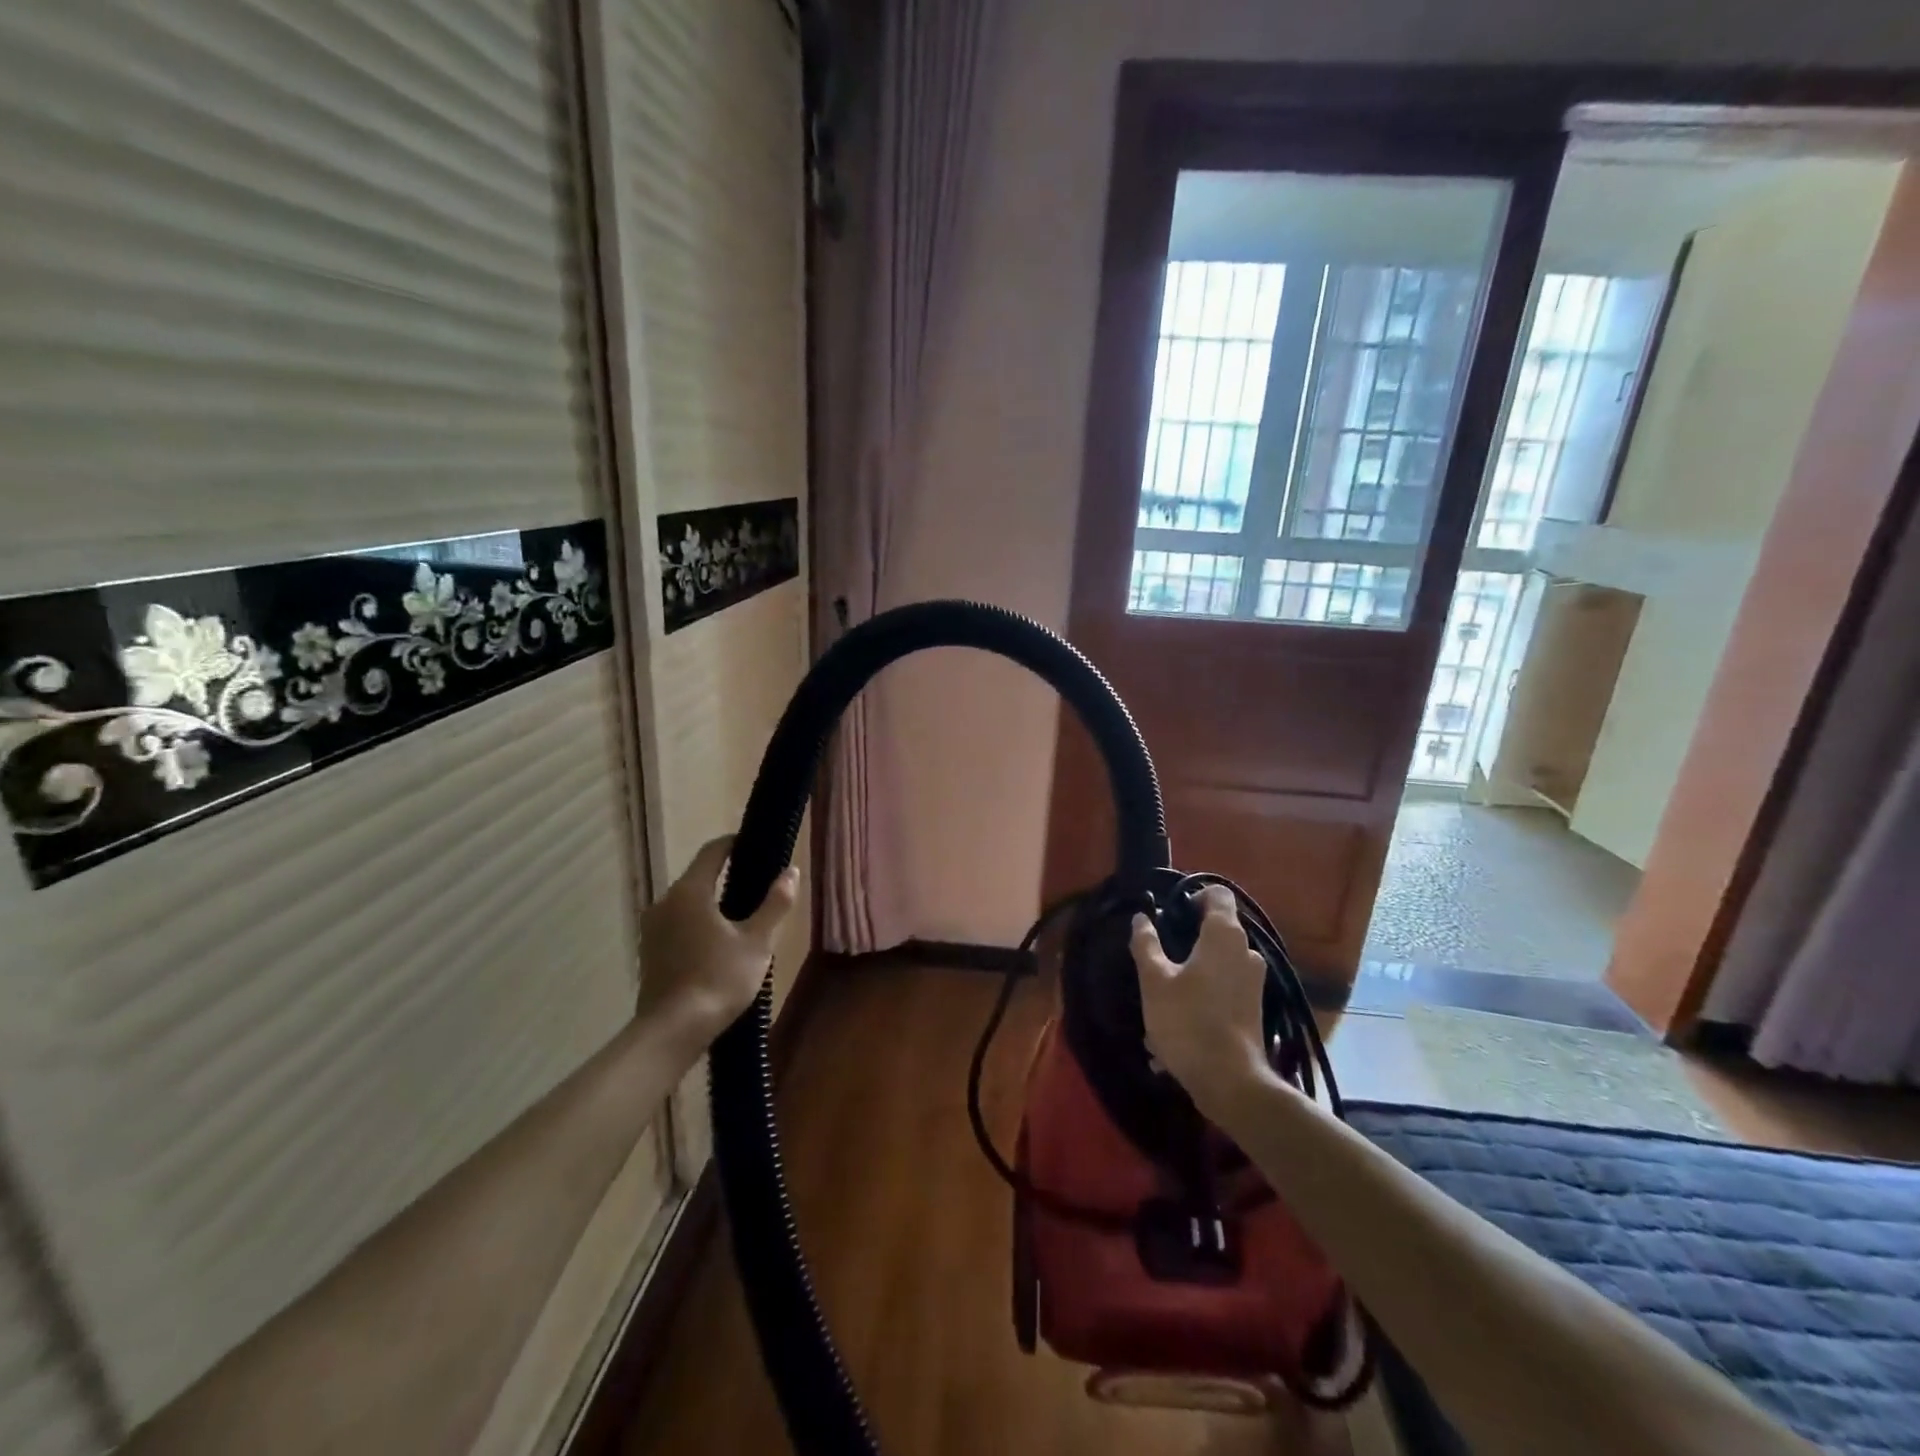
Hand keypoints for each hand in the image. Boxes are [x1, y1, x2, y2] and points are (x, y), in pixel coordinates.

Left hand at [638, 836, 799, 1047]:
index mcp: (689, 892)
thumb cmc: (718, 979)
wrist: (671, 1031)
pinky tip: (716, 945)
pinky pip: (677, 925)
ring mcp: (651, 929)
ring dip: (710, 904)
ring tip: (740, 918)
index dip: (734, 844)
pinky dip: (696, 925)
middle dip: (725, 877)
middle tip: (756, 886)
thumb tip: (791, 871)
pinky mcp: (648, 953)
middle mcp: (664, 902)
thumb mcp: (757, 942)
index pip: (712, 852)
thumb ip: (774, 904)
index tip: (755, 845)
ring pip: (686, 904)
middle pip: (698, 878)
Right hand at [1130, 885, 1272, 1121]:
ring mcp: (1254, 980)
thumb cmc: (1188, 1021)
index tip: (1172, 911)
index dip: (1194, 895)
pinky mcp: (1254, 1006)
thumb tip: (1141, 918)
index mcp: (1224, 935)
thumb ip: (1146, 944)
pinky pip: (1225, 986)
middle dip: (1190, 935)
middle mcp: (1246, 951)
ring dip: (1194, 968)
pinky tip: (1179, 1019)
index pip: (1218, 894)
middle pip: (1218, 928)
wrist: (1230, 1081)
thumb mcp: (1155, 981)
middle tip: (1161, 951)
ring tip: (1165, 991)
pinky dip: (1204, 993)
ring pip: (1219, 960)